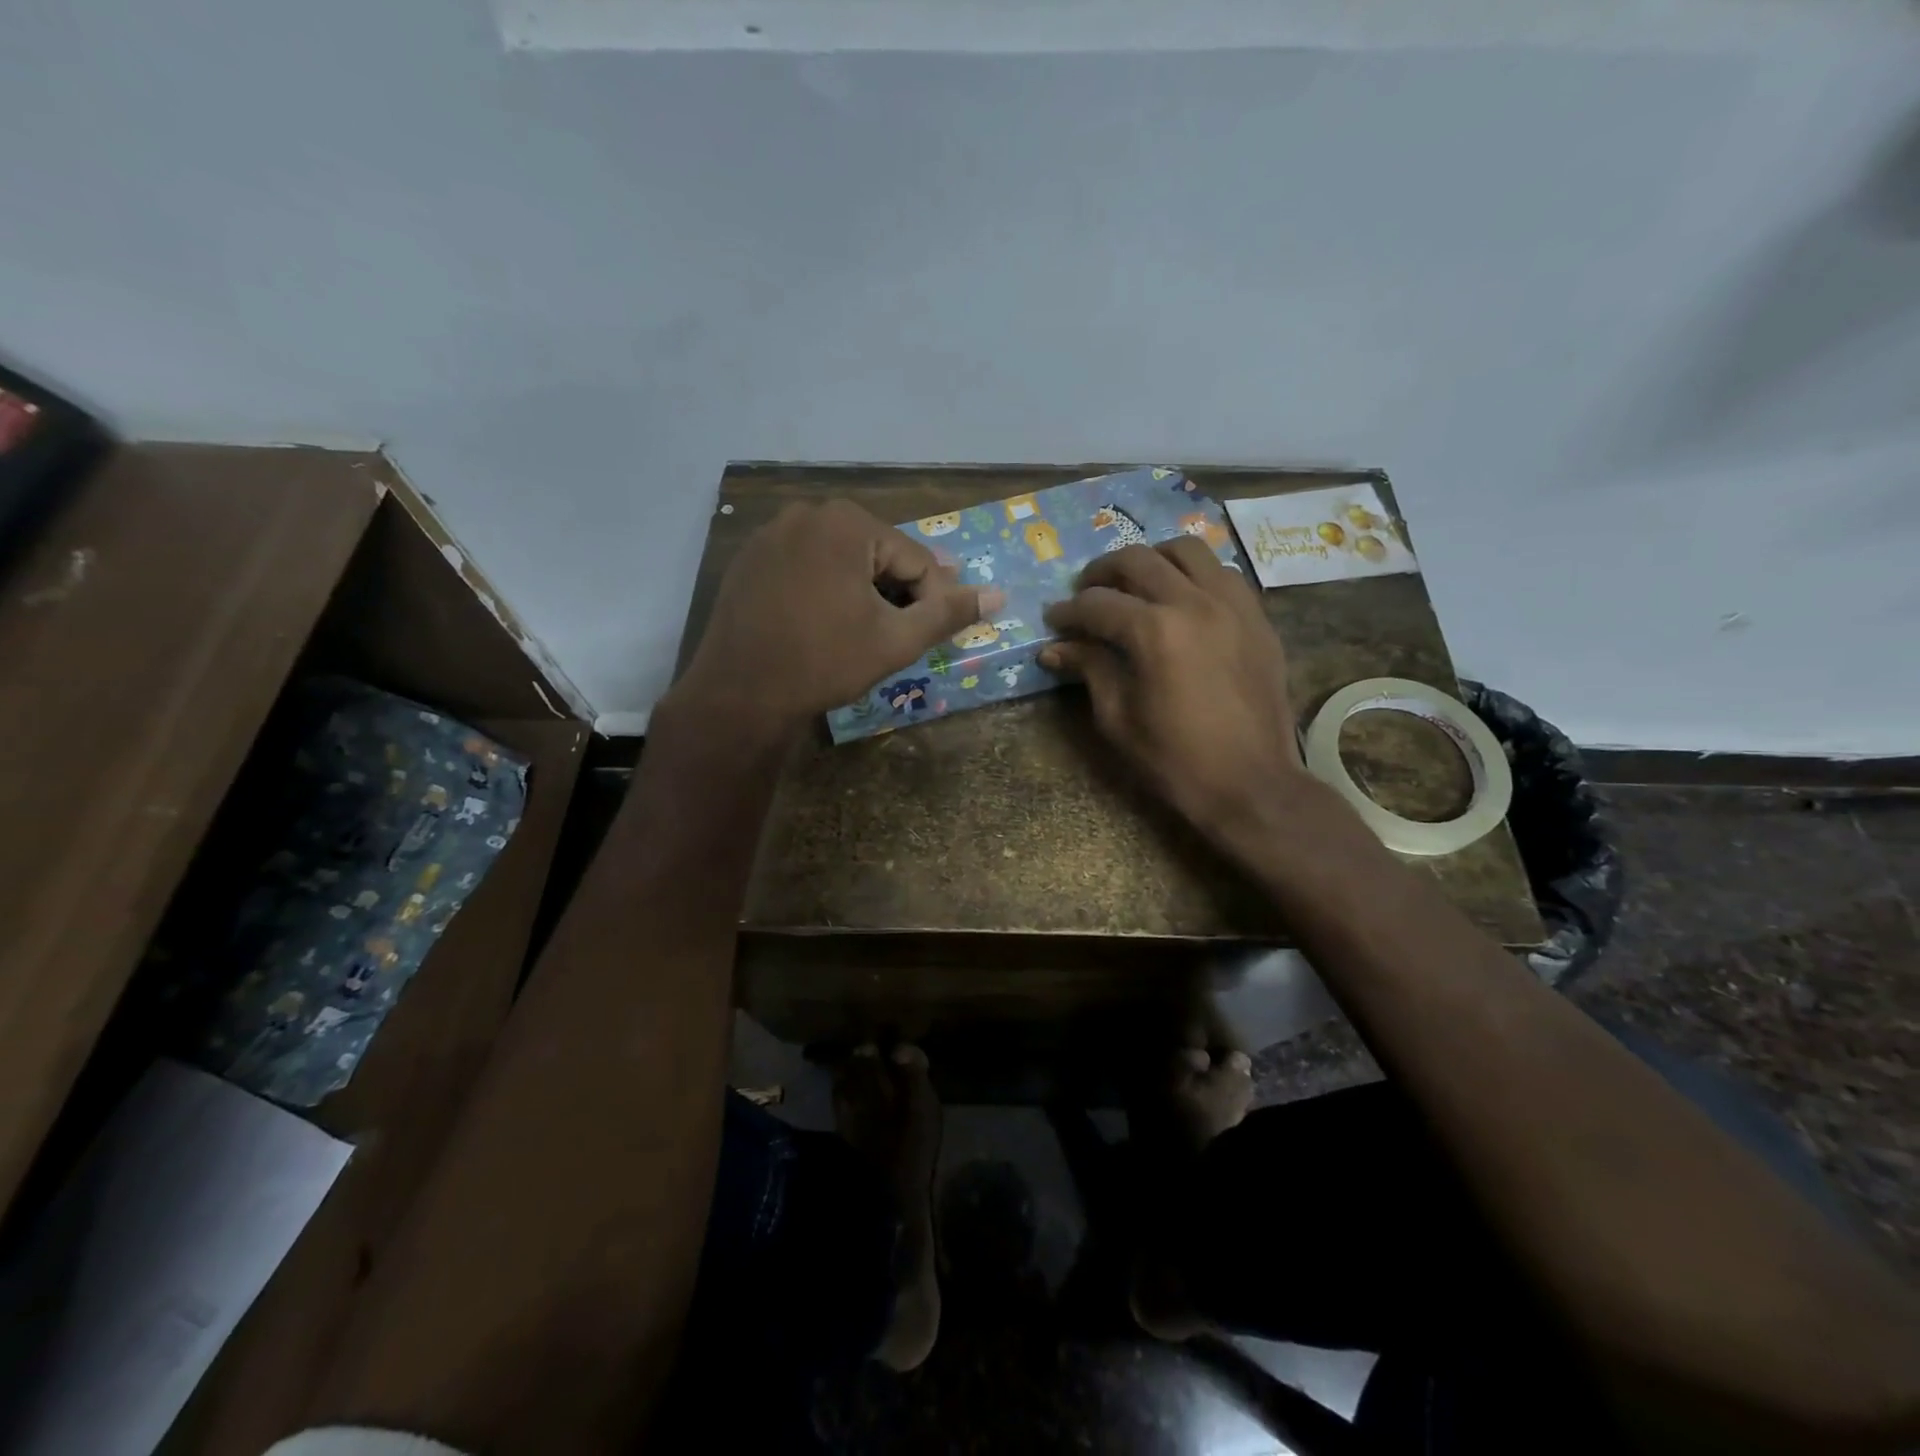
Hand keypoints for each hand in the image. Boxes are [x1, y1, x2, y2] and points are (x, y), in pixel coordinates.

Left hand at [671, 499, 1003, 732]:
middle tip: (900, 634)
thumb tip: (998, 595)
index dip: (933, 599)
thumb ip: (949, 613)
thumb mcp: (896, 640)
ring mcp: (772, 534)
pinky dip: (825, 589)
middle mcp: (808, 513)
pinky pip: (806, 567)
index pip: (915, 559)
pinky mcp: (750, 559)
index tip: (935, 633)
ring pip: (841, 560)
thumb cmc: (825, 662)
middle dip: (896, 593)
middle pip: (877, 555)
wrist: (740, 694)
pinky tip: (824, 624)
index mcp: (848, 523)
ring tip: (865, 632)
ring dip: (862, 591)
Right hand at [1040, 538, 1310, 842]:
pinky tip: (1181, 598)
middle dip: (1101, 572)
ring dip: (1152, 559)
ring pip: (1187, 551)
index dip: (1068, 611)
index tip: (1053, 620)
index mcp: (1155, 631)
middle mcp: (1195, 602)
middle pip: (1138, 560)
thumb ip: (1090, 670)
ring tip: (1135, 583)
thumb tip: (1054, 649)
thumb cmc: (1175, 760)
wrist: (1251, 784)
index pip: (1098, 604)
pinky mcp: (1257, 617)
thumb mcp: (1118, 719)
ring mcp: (1233, 604)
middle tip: (1085, 592)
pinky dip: (1194, 575)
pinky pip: (1223, 573)